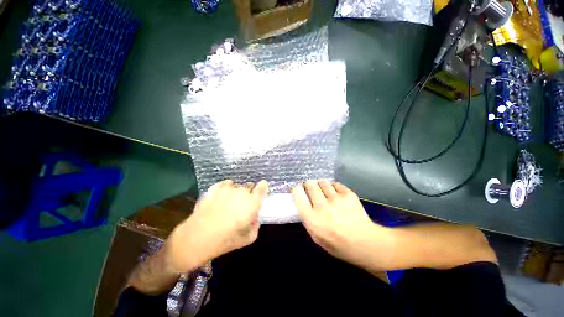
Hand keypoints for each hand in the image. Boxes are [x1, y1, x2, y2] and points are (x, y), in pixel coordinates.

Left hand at [167, 179, 267, 272]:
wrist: (196, 238)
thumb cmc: (225, 240)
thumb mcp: (247, 239)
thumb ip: (255, 226)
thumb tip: (254, 218)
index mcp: (252, 203)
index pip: (262, 187)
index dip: (262, 187)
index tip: (261, 190)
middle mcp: (242, 192)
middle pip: (249, 186)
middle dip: (249, 193)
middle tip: (242, 204)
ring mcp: (227, 188)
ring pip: (237, 185)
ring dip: (237, 192)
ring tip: (229, 202)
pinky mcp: (215, 188)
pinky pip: (226, 184)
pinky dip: (226, 188)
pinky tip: (221, 198)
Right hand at [292, 180, 392, 270]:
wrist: (365, 243)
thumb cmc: (338, 244)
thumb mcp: (316, 238)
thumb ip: (308, 220)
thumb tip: (304, 204)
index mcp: (312, 218)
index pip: (298, 194)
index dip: (297, 190)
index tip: (299, 190)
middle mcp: (322, 206)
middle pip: (310, 184)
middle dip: (309, 185)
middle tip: (312, 189)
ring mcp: (336, 199)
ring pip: (322, 182)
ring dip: (321, 185)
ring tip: (324, 191)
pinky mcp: (348, 194)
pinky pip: (336, 184)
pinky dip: (334, 187)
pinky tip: (336, 194)